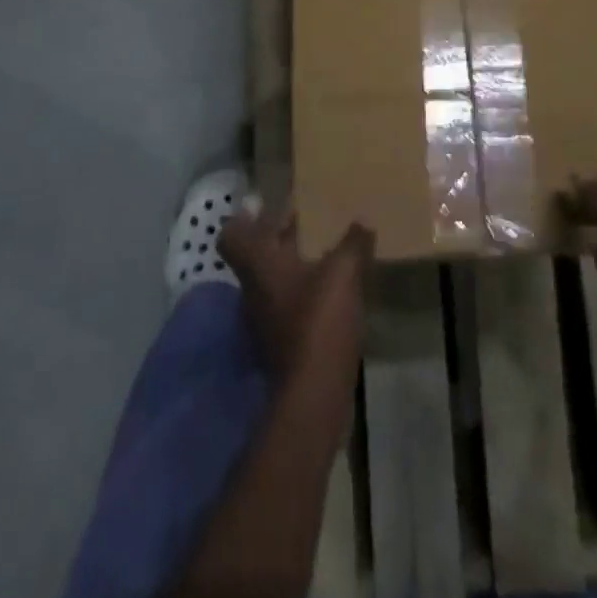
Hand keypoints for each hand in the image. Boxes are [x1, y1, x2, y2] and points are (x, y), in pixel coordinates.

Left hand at [219, 211, 373, 394]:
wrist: (314, 393)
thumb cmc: (319, 320)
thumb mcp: (343, 273)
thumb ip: (353, 243)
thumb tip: (364, 218)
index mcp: (259, 266)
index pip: (232, 236)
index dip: (244, 219)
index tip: (264, 204)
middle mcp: (253, 290)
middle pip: (256, 256)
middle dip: (278, 237)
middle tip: (305, 219)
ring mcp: (264, 320)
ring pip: (272, 281)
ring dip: (293, 265)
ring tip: (323, 252)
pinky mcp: (281, 343)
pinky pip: (287, 305)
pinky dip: (303, 293)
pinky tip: (330, 290)